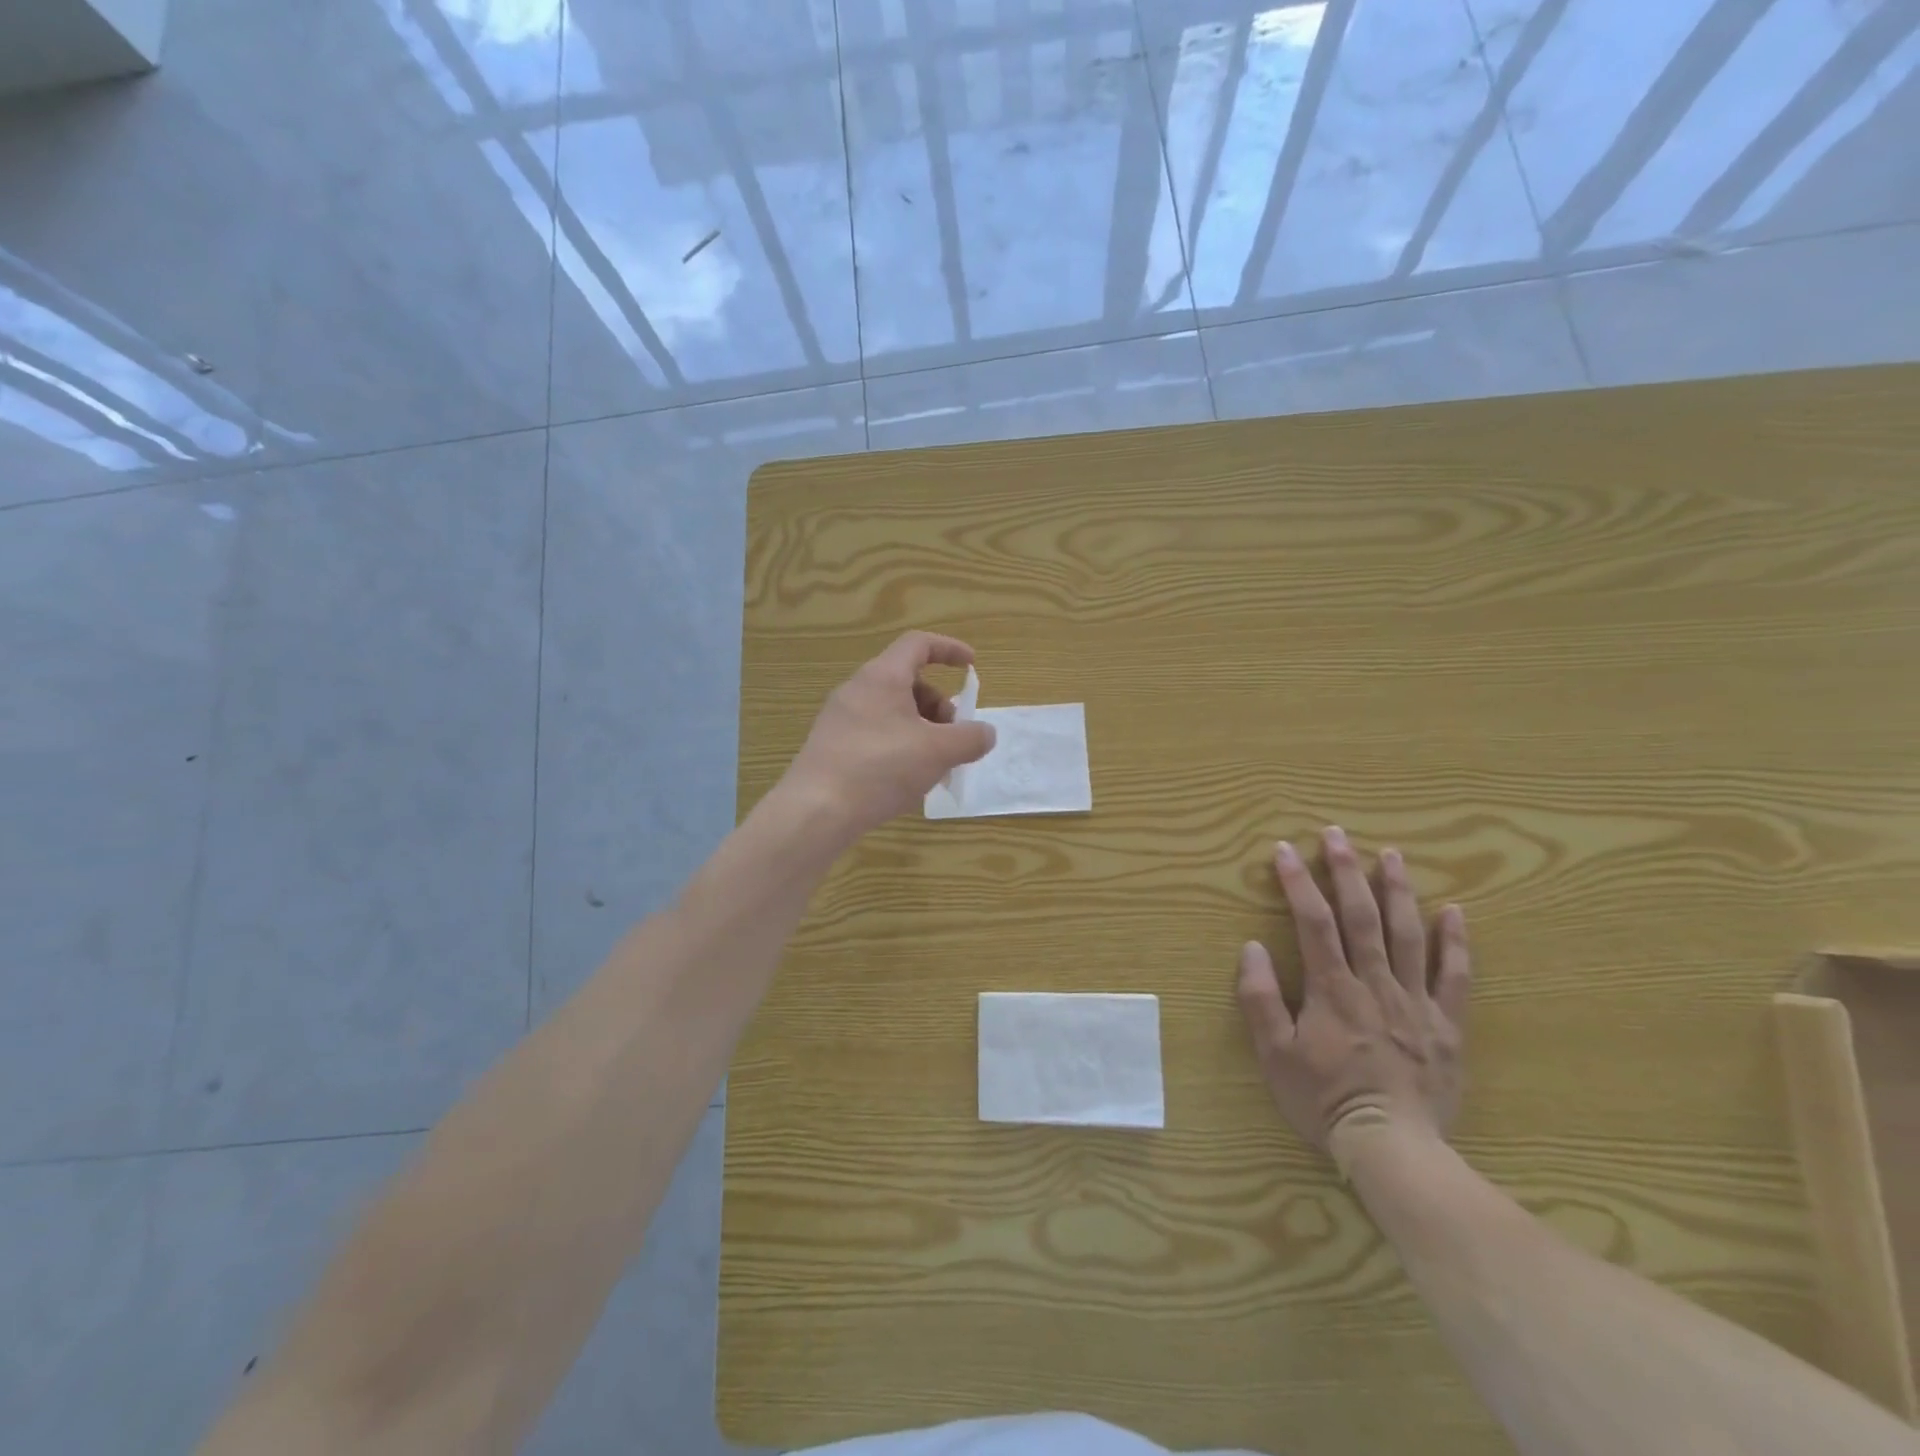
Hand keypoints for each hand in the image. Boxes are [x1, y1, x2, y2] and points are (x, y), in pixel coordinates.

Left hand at [784, 631, 996, 840]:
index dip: (949, 649)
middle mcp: (857, 689)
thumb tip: (986, 733)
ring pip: (892, 711)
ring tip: (934, 765)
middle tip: (953, 736)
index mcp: (882, 677)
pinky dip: (900, 745)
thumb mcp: (938, 752)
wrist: (816, 810)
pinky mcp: (832, 745)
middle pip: (908, 682)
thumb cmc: (881, 768)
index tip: (971, 667)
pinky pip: (875, 733)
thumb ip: (970, 738)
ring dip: (922, 729)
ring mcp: (840, 718)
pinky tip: (906, 780)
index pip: (918, 644)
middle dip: (939, 705)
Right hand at [1237, 827, 1470, 1165]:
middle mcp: (1375, 984)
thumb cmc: (1324, 1100)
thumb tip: (1251, 947)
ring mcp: (1415, 1002)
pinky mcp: (1447, 1025)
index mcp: (1332, 989)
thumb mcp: (1274, 1055)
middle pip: (1361, 917)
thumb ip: (1260, 999)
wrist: (1393, 1149)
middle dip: (1347, 871)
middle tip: (1338, 834)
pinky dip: (1455, 942)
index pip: (1313, 922)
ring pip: (1407, 935)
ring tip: (1390, 854)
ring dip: (1397, 891)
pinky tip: (1454, 911)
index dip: (1298, 882)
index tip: (1285, 850)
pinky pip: (1455, 976)